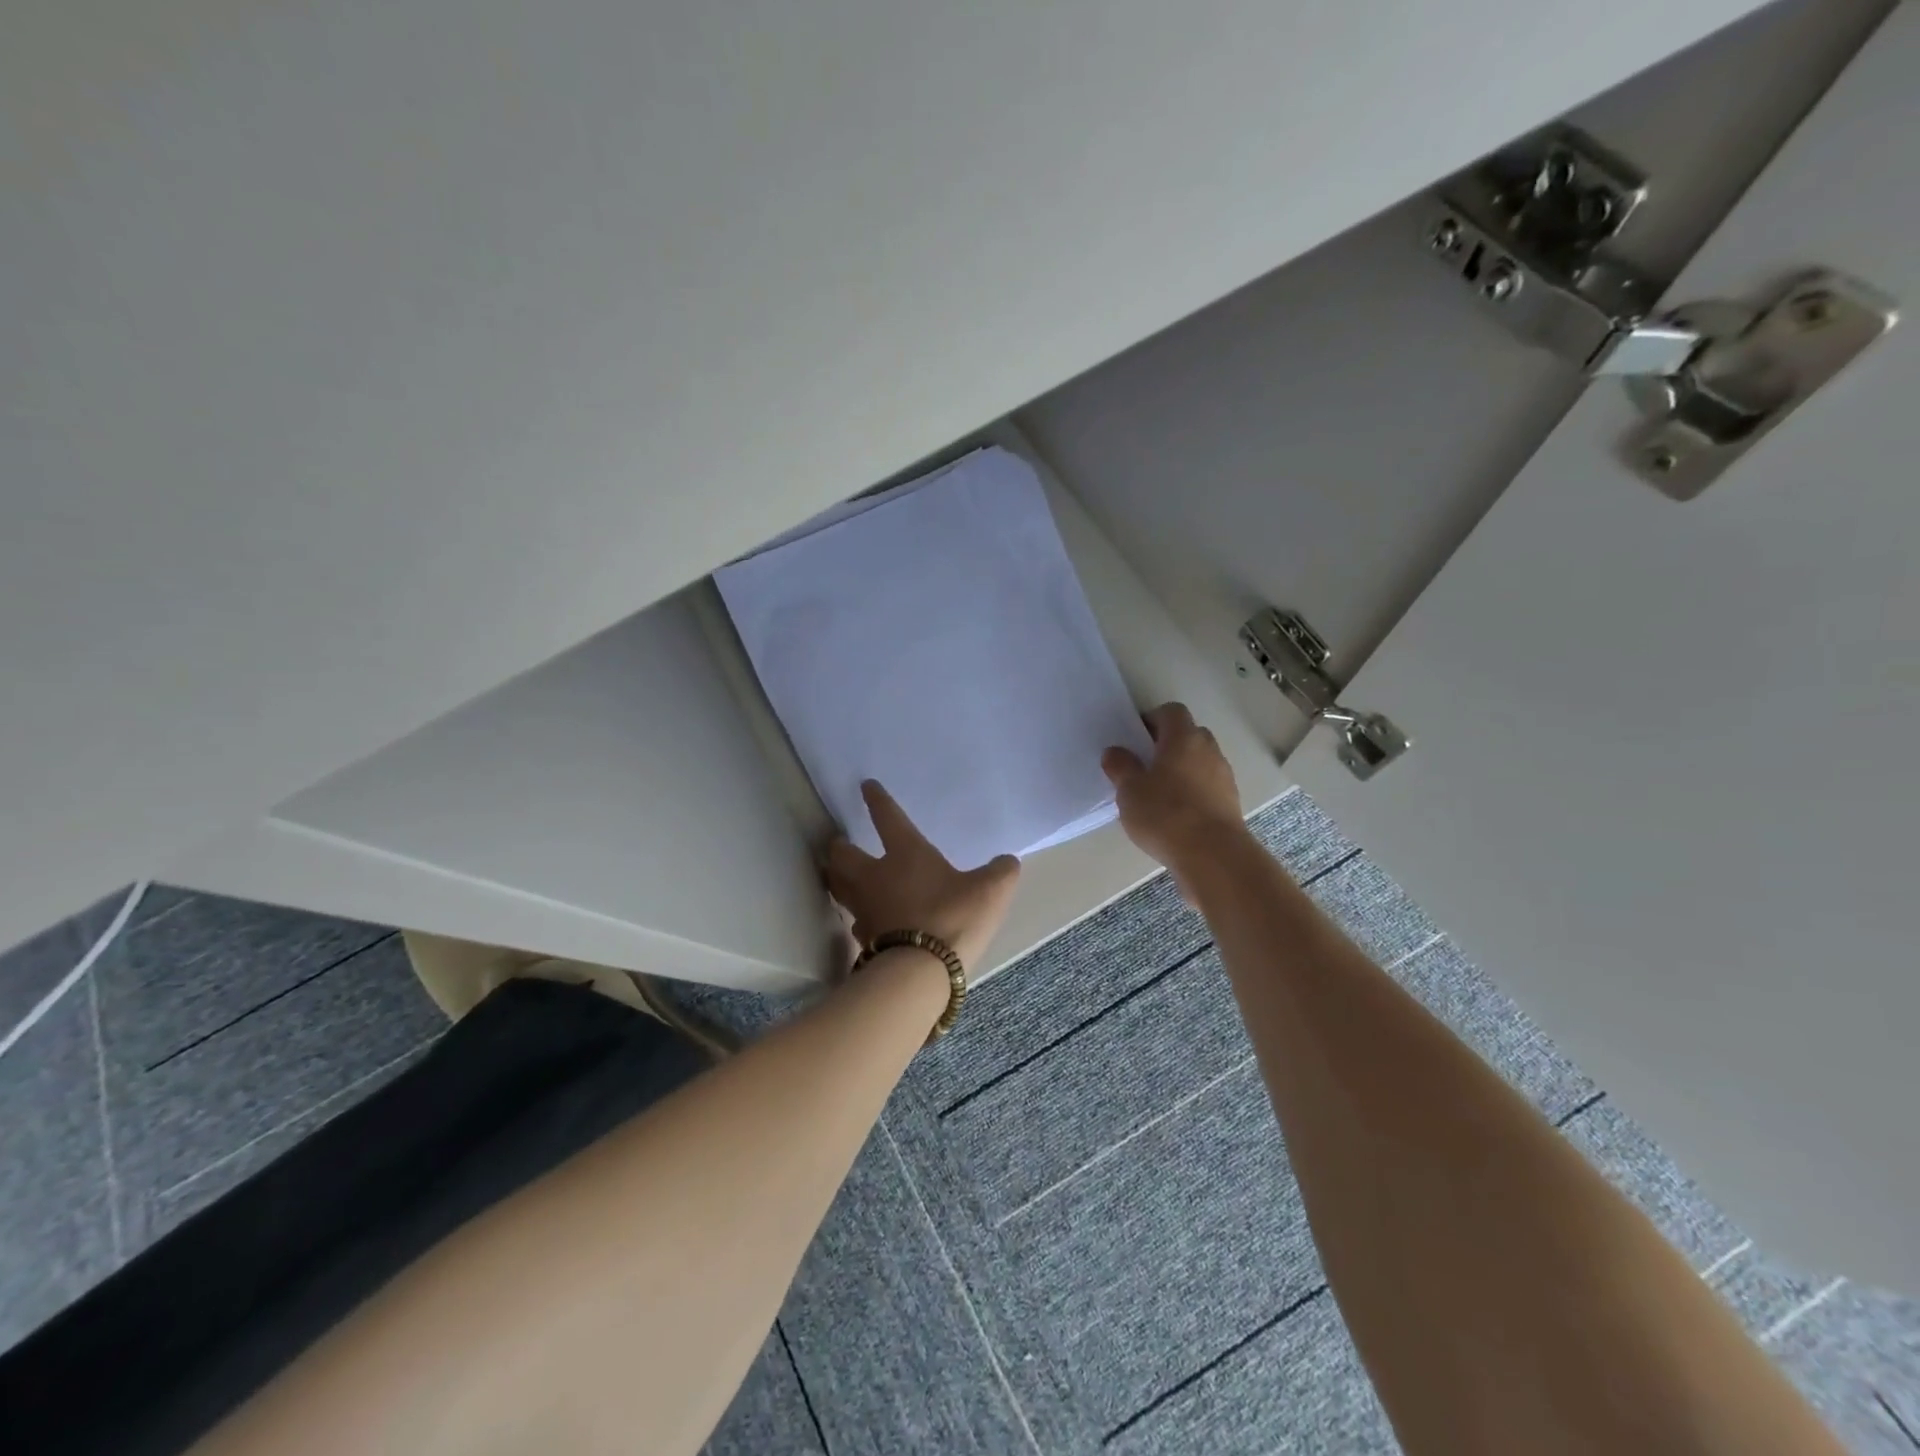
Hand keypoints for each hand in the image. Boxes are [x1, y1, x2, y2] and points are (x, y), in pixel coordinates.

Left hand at [825, 781, 1021, 973]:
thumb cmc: (954, 917)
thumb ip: (1000, 872)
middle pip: (843, 855)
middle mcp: (875, 876)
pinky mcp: (864, 939)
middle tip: (840, 844)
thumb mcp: (990, 890)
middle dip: (839, 847)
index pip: (887, 818)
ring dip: (837, 878)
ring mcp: (865, 909)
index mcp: (905, 853)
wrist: (922, 972)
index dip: (877, 800)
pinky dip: (857, 916)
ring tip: (840, 876)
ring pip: (839, 886)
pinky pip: (855, 921)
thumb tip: (1006, 862)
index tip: (866, 787)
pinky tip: (865, 920)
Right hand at [1102, 703, 1249, 892]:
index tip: (1135, 738)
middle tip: (1144, 765)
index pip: (1171, 711)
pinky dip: (1193, 792)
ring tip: (1158, 794)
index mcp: (1183, 738)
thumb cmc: (1166, 814)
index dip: (1152, 719)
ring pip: (1200, 762)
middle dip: (1167, 745)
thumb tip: (1115, 752)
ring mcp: (1224, 777)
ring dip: (1182, 770)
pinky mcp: (1231, 803)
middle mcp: (1209, 750)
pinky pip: (1208, 786)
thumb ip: (1121, 767)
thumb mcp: (1130, 790)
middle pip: (1188, 735)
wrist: (1213, 856)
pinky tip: (1176, 815)